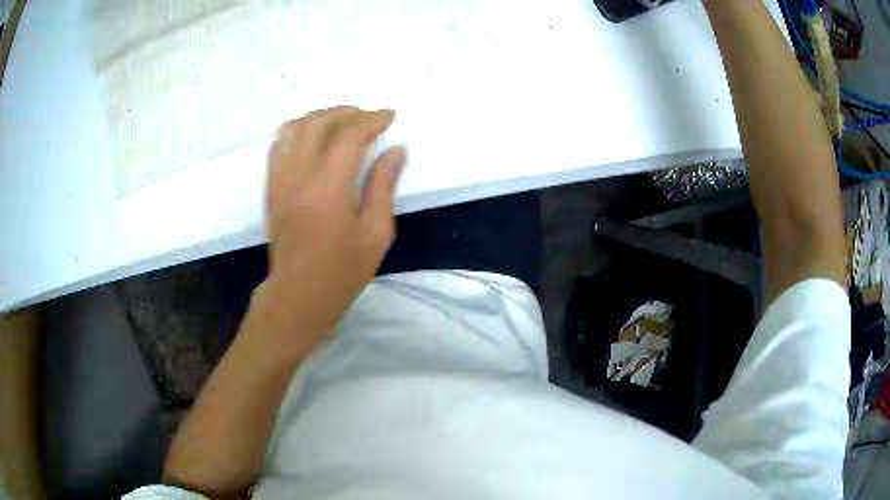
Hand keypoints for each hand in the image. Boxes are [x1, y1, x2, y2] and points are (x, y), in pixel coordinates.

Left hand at [252, 106, 405, 356]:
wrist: (298, 295)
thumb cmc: (342, 271)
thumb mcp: (376, 233)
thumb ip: (384, 186)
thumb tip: (396, 150)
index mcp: (329, 190)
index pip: (349, 135)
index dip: (372, 120)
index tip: (389, 116)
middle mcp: (299, 177)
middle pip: (319, 123)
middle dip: (347, 112)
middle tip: (368, 117)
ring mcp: (280, 180)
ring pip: (295, 128)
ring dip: (321, 117)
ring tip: (342, 122)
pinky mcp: (271, 187)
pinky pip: (279, 145)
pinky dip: (299, 131)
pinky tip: (314, 137)